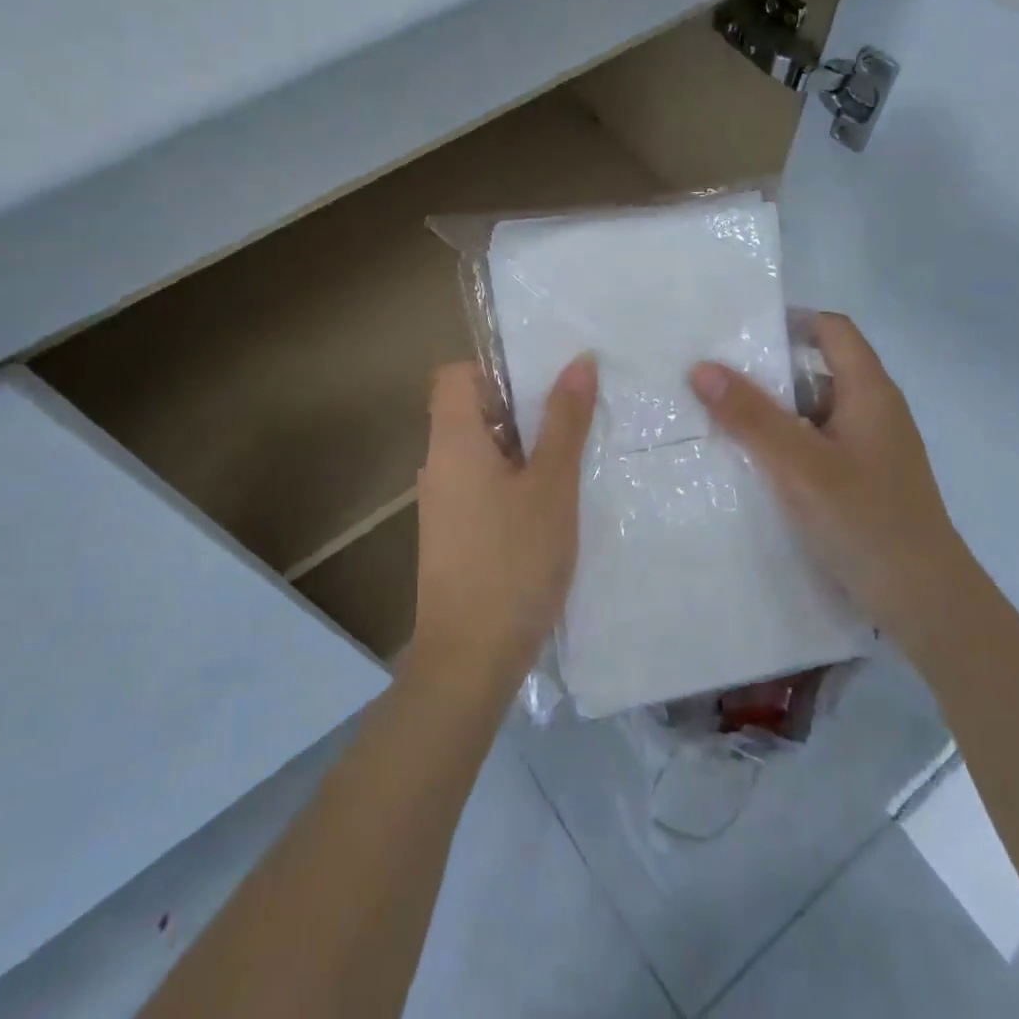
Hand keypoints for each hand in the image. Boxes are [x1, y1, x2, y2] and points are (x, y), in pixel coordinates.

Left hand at [409, 356, 597, 691]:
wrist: (470, 658)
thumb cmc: (513, 560)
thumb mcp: (552, 486)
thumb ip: (565, 421)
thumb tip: (579, 360)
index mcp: (453, 440)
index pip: (456, 375)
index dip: (496, 368)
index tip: (543, 382)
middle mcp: (439, 464)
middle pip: (472, 410)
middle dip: (522, 407)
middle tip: (575, 414)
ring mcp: (443, 502)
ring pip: (482, 451)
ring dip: (524, 446)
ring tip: (575, 454)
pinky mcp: (454, 533)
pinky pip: (482, 484)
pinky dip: (514, 480)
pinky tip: (553, 503)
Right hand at [688, 313, 977, 650]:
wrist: (926, 602)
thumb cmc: (865, 521)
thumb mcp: (799, 465)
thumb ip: (750, 416)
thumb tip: (701, 368)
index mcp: (869, 392)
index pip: (832, 330)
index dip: (789, 322)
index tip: (738, 332)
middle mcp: (874, 411)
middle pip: (817, 370)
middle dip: (766, 372)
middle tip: (712, 378)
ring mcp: (870, 448)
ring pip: (813, 412)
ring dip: (771, 413)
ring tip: (718, 419)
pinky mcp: (862, 480)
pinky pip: (816, 444)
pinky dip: (785, 444)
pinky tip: (751, 463)